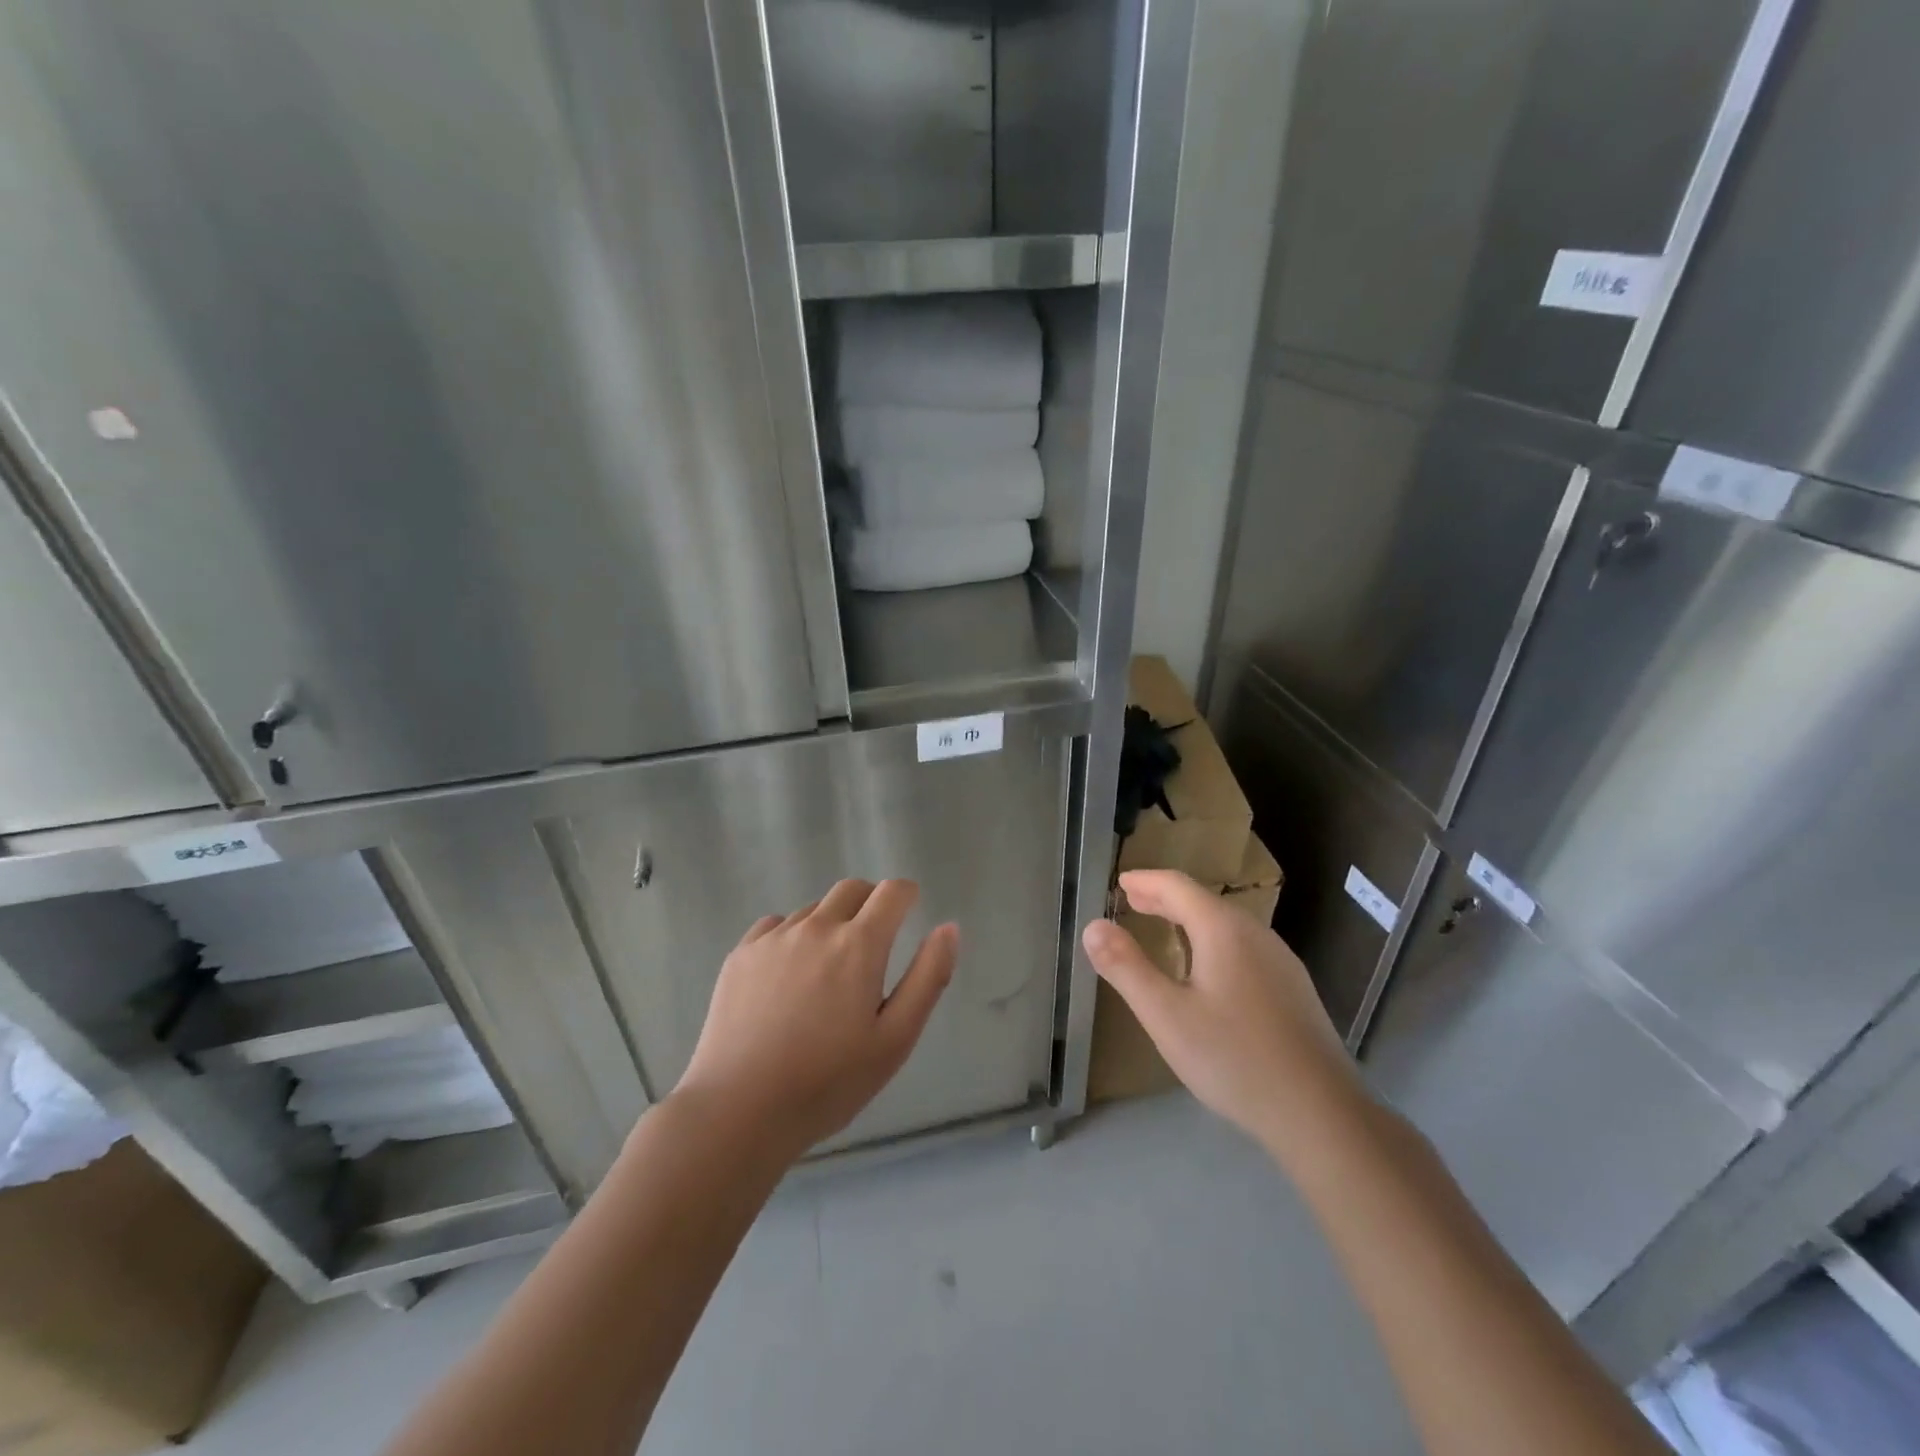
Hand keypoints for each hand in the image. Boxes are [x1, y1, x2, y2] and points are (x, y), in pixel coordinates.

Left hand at [674, 879, 956, 1160]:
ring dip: (831, 924)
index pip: (892, 892)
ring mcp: (774, 938)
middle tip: (874, 942)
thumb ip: (927, 977)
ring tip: (828, 972)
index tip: (910, 911)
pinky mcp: (741, 954)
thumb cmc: (828, 1082)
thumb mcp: (895, 1039)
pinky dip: (792, 937)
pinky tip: (788, 977)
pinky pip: (776, 926)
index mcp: (859, 945)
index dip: (907, 895)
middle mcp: (816, 927)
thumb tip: (949, 928)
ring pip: (813, 910)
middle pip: (852, 889)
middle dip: (871, 903)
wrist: (739, 1110)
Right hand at [1082, 869, 1363, 1155]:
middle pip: (1204, 902)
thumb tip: (1093, 926)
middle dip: (1165, 898)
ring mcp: (1281, 961)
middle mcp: (1256, 934)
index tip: (1121, 881)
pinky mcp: (1293, 989)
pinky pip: (1244, 946)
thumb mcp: (1166, 1015)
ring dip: (1189, 919)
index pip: (1178, 887)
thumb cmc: (1234, 1059)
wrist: (1321, 1113)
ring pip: (1227, 925)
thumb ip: (1126, 968)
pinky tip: (1207, 970)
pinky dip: (1212, 941)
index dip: (1146, 881)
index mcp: (1224, 930)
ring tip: (1163, 929)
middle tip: (1133, 900)